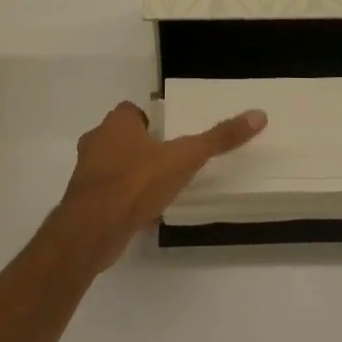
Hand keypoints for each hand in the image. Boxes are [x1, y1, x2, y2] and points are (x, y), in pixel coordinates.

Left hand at [49, 101, 266, 272]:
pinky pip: (106, 193)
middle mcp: (97, 141)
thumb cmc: (136, 183)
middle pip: (121, 137)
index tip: (170, 136)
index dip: (150, 121)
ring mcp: (86, 172)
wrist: (91, 230)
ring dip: (130, 173)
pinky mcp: (82, 202)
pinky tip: (141, 213)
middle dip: (141, 147)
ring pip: (111, 165)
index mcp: (117, 123)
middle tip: (168, 161)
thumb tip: (258, 115)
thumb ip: (218, 138)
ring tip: (157, 188)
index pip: (132, 111)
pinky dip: (121, 199)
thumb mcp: (184, 158)